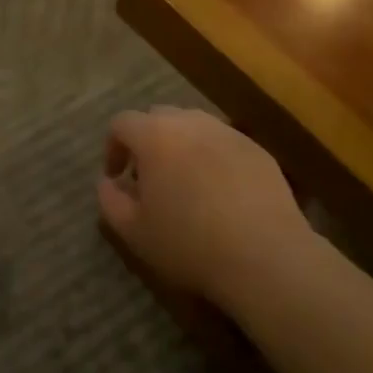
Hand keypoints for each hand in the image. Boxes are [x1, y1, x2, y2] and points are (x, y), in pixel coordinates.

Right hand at [97, 107, 309, 305]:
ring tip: (186, 183)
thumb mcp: (134, 232)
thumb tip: (107, 182)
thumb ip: (110, 201)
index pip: (122, 123)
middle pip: (159, 117)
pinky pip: (224, 143)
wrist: (265, 255)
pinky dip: (213, 158)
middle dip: (148, 141)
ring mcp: (227, 132)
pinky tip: (221, 193)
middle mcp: (190, 122)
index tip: (118, 177)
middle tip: (150, 178)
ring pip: (194, 127)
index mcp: (155, 135)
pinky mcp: (256, 149)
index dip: (113, 147)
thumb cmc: (189, 244)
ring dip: (182, 146)